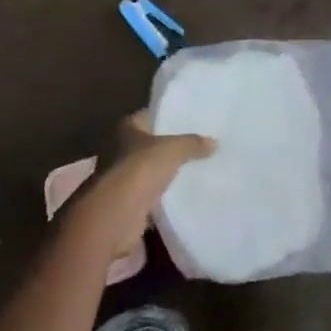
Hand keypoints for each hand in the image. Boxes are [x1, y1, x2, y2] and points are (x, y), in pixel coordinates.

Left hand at [74, 112, 215, 258]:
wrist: (116, 215)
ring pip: (149, 170)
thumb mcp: (173, 149)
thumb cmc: (140, 169)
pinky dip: (162, 195)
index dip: (165, 116)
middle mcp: (120, 149)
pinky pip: (150, 194)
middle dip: (167, 146)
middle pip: (148, 144)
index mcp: (127, 128)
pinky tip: (183, 193)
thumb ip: (193, 144)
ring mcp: (122, 177)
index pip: (148, 116)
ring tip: (194, 168)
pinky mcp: (127, 203)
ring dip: (164, 172)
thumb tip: (214, 142)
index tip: (187, 119)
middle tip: (196, 144)